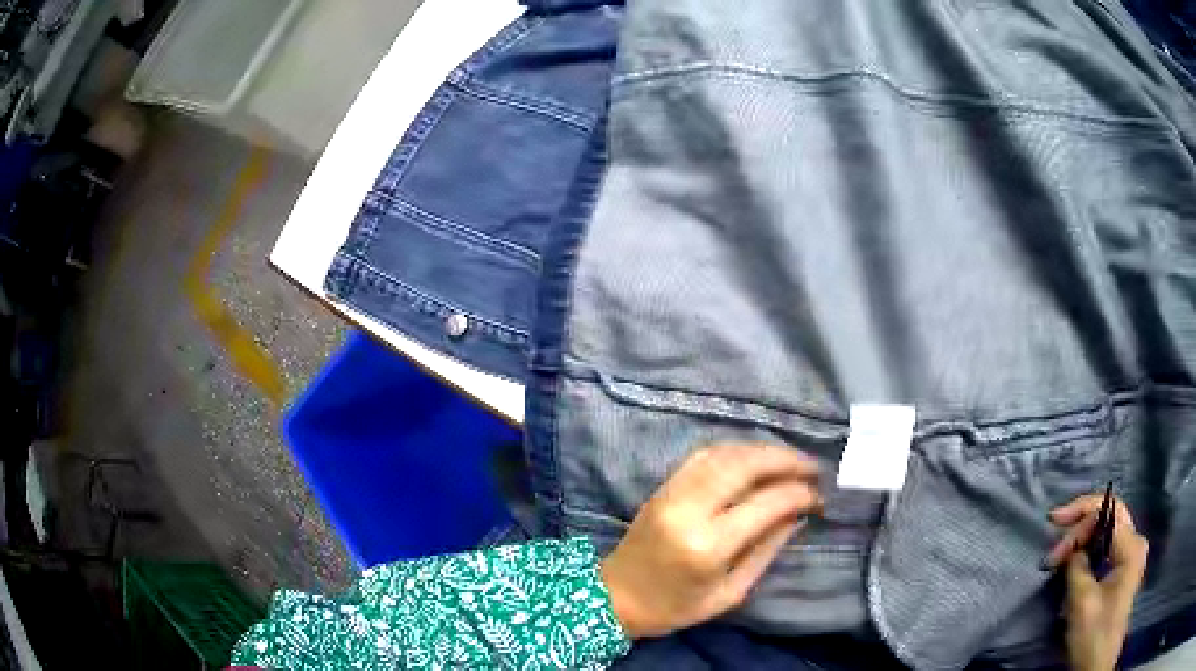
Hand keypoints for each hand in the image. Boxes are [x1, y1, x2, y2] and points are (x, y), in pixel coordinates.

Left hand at [600, 443, 821, 638]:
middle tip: (812, 467)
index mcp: (707, 546)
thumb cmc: (674, 607)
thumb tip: (797, 515)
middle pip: (744, 466)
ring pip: (724, 454)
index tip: (819, 496)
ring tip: (791, 460)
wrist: (615, 598)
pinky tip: (755, 458)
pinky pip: (703, 456)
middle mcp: (689, 511)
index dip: (798, 494)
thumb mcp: (729, 593)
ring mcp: (672, 493)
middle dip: (785, 460)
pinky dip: (735, 451)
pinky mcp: (662, 487)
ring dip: (763, 451)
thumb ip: (766, 551)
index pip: (765, 503)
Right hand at [1044, 493, 1148, 670]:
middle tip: (1053, 543)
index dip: (1080, 515)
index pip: (1108, 511)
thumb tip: (1071, 551)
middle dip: (1081, 526)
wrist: (1097, 666)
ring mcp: (1131, 557)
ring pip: (1107, 532)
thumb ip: (1077, 568)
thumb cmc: (1094, 635)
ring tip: (1060, 554)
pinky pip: (1107, 548)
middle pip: (1109, 517)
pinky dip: (1089, 551)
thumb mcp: (1083, 603)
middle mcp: (1135, 542)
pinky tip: (1074, 563)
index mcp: (1131, 545)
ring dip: (1083, 540)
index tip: (1053, 526)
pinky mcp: (1124, 571)